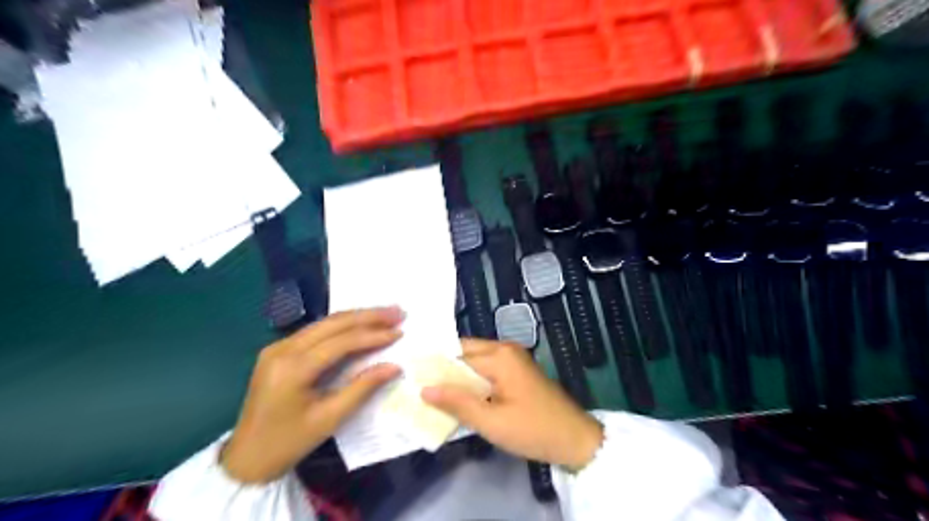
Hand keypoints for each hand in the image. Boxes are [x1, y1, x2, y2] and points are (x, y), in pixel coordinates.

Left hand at [223, 308, 405, 482]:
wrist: (246, 458)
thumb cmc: (290, 442)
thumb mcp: (330, 419)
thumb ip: (362, 388)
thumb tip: (394, 366)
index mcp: (293, 369)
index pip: (341, 342)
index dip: (373, 335)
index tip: (399, 332)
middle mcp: (282, 349)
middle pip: (333, 323)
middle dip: (368, 316)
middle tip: (398, 312)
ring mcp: (277, 346)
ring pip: (324, 322)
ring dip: (356, 317)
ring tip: (385, 315)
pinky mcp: (277, 350)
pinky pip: (315, 331)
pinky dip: (341, 326)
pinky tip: (360, 325)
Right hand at [421, 341, 603, 470]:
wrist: (574, 439)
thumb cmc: (532, 429)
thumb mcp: (491, 421)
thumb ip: (457, 403)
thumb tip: (424, 389)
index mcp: (499, 356)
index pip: (457, 353)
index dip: (435, 366)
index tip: (412, 377)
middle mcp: (505, 349)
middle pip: (466, 353)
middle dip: (445, 371)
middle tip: (420, 386)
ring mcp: (514, 359)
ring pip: (476, 362)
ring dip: (459, 377)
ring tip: (434, 392)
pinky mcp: (517, 371)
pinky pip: (488, 369)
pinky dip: (473, 381)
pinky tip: (460, 396)